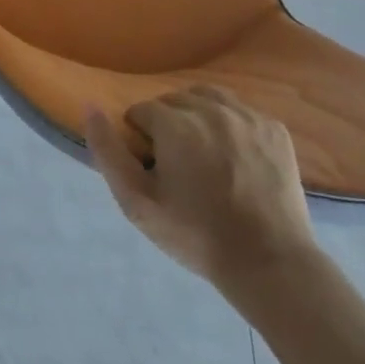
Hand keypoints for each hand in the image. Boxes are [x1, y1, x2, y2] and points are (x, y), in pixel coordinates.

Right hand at [86, 87, 320, 309]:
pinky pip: (240, 111)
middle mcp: (210, 109)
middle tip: (178, 165)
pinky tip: (234, 155)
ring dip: (197, 116)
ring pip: (207, 98)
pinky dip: (230, 124)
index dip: (141, 140)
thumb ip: (107, 151)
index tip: (154, 170)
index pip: (142, 112)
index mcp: (175, 123)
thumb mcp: (137, 203)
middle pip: (173, 101)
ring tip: (203, 152)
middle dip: (168, 125)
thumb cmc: (197, 235)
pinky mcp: (274, 128)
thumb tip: (90, 106)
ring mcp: (246, 116)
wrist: (270, 265)